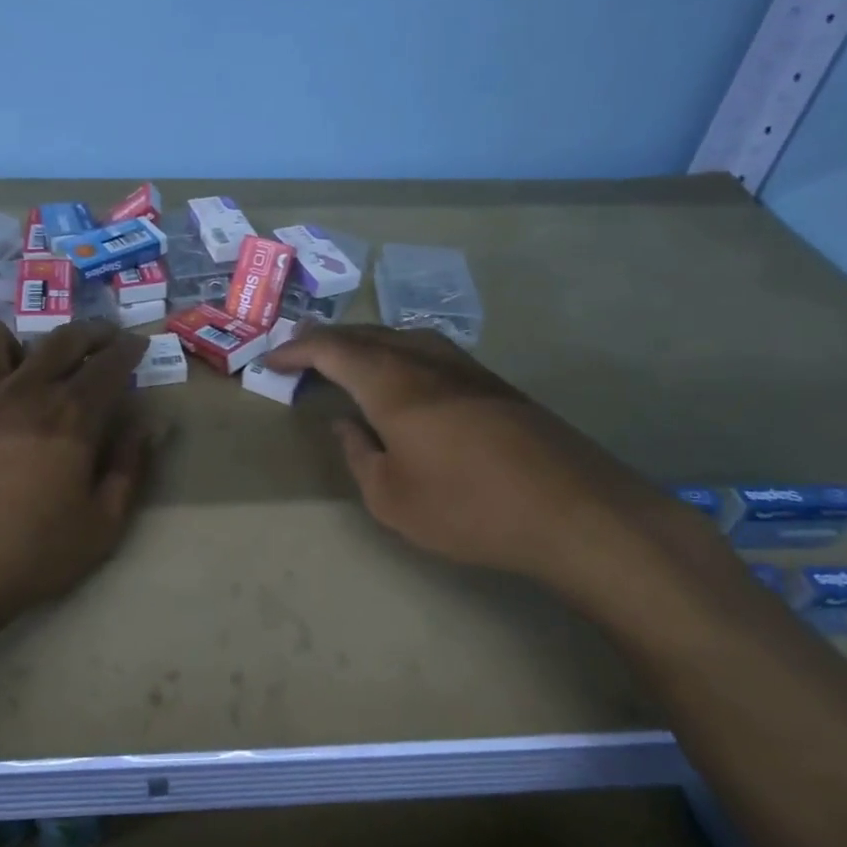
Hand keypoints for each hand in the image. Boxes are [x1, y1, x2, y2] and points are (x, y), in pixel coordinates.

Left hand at [0, 318, 151, 637]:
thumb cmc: (26, 556)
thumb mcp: (100, 527)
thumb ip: (128, 471)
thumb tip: (147, 428)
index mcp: (71, 416)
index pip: (109, 364)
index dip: (128, 349)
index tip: (137, 344)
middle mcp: (24, 391)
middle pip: (62, 340)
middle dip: (90, 332)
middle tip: (103, 337)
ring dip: (24, 339)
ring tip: (31, 357)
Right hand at [264, 326, 716, 591]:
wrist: (575, 512)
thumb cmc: (469, 509)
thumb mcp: (391, 498)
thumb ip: (359, 454)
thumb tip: (345, 424)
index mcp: (392, 384)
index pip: (332, 349)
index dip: (297, 350)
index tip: (271, 360)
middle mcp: (426, 361)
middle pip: (367, 333)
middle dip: (327, 339)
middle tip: (300, 350)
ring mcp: (466, 367)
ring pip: (402, 336)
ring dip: (365, 341)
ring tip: (345, 357)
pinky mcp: (493, 383)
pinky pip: (429, 350)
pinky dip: (397, 352)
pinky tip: (400, 373)